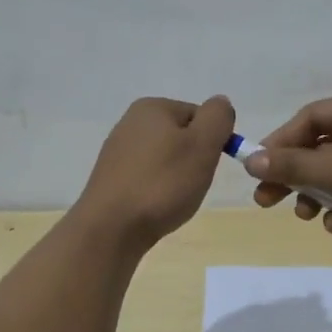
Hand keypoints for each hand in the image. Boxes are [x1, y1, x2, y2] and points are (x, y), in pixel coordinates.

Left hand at [75, 95, 235, 249]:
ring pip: (165, 159)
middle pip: (182, 137)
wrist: (111, 228)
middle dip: (194, 160)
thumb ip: (217, 118)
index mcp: (152, 108)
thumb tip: (220, 103)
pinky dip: (158, 190)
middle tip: (192, 184)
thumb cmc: (163, 183)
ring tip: (173, 199)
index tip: (207, 166)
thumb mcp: (202, 145)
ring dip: (177, 177)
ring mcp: (117, 151)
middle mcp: (130, 122)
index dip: (212, 142)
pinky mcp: (111, 178)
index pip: (200, 116)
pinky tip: (155, 206)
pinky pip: (148, 177)